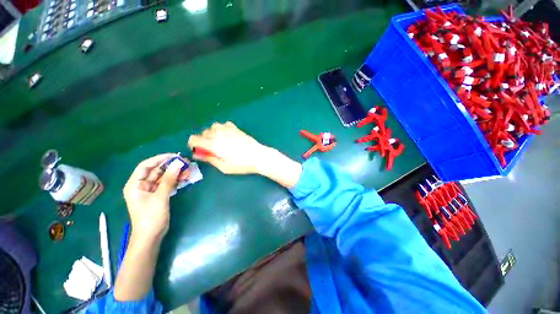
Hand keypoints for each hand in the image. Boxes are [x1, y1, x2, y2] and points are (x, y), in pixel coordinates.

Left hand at [123, 154, 189, 238]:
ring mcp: (151, 190)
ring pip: (164, 177)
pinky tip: (186, 177)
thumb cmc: (151, 217)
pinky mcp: (159, 195)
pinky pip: (168, 184)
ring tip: (189, 170)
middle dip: (171, 166)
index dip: (159, 159)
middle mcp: (142, 185)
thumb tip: (178, 164)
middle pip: (156, 170)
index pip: (146, 166)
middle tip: (186, 162)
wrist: (151, 236)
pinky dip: (176, 180)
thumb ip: (168, 180)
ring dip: (176, 173)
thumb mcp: (160, 197)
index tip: (175, 156)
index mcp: (135, 184)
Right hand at [188, 122, 269, 174]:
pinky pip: (224, 124)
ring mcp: (228, 129)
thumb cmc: (241, 164)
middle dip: (203, 140)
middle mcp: (219, 134)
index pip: (194, 139)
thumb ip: (210, 159)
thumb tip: (199, 154)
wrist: (258, 156)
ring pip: (213, 126)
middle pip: (203, 132)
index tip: (199, 151)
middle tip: (211, 149)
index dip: (193, 144)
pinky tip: (227, 136)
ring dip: (212, 133)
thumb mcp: (224, 167)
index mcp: (213, 144)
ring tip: (219, 142)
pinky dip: (222, 128)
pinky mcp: (236, 129)